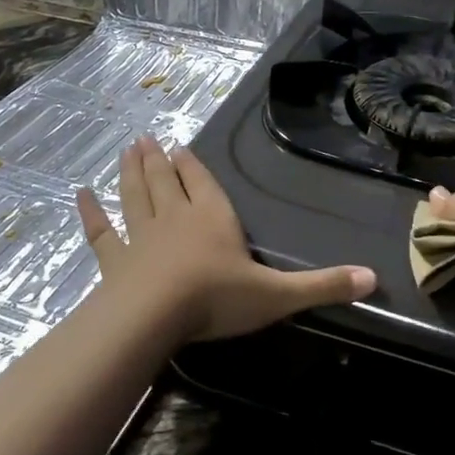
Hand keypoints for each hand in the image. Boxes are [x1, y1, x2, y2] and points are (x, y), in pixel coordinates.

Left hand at [77, 136, 375, 344]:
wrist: (155, 315)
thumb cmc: (217, 299)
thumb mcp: (278, 295)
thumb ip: (323, 286)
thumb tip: (374, 279)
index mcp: (213, 219)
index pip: (204, 184)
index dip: (192, 166)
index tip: (179, 146)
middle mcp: (175, 218)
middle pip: (165, 181)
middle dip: (157, 160)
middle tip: (146, 138)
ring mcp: (141, 237)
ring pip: (135, 196)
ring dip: (130, 173)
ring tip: (126, 150)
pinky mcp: (114, 260)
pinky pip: (102, 232)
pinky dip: (91, 213)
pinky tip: (80, 195)